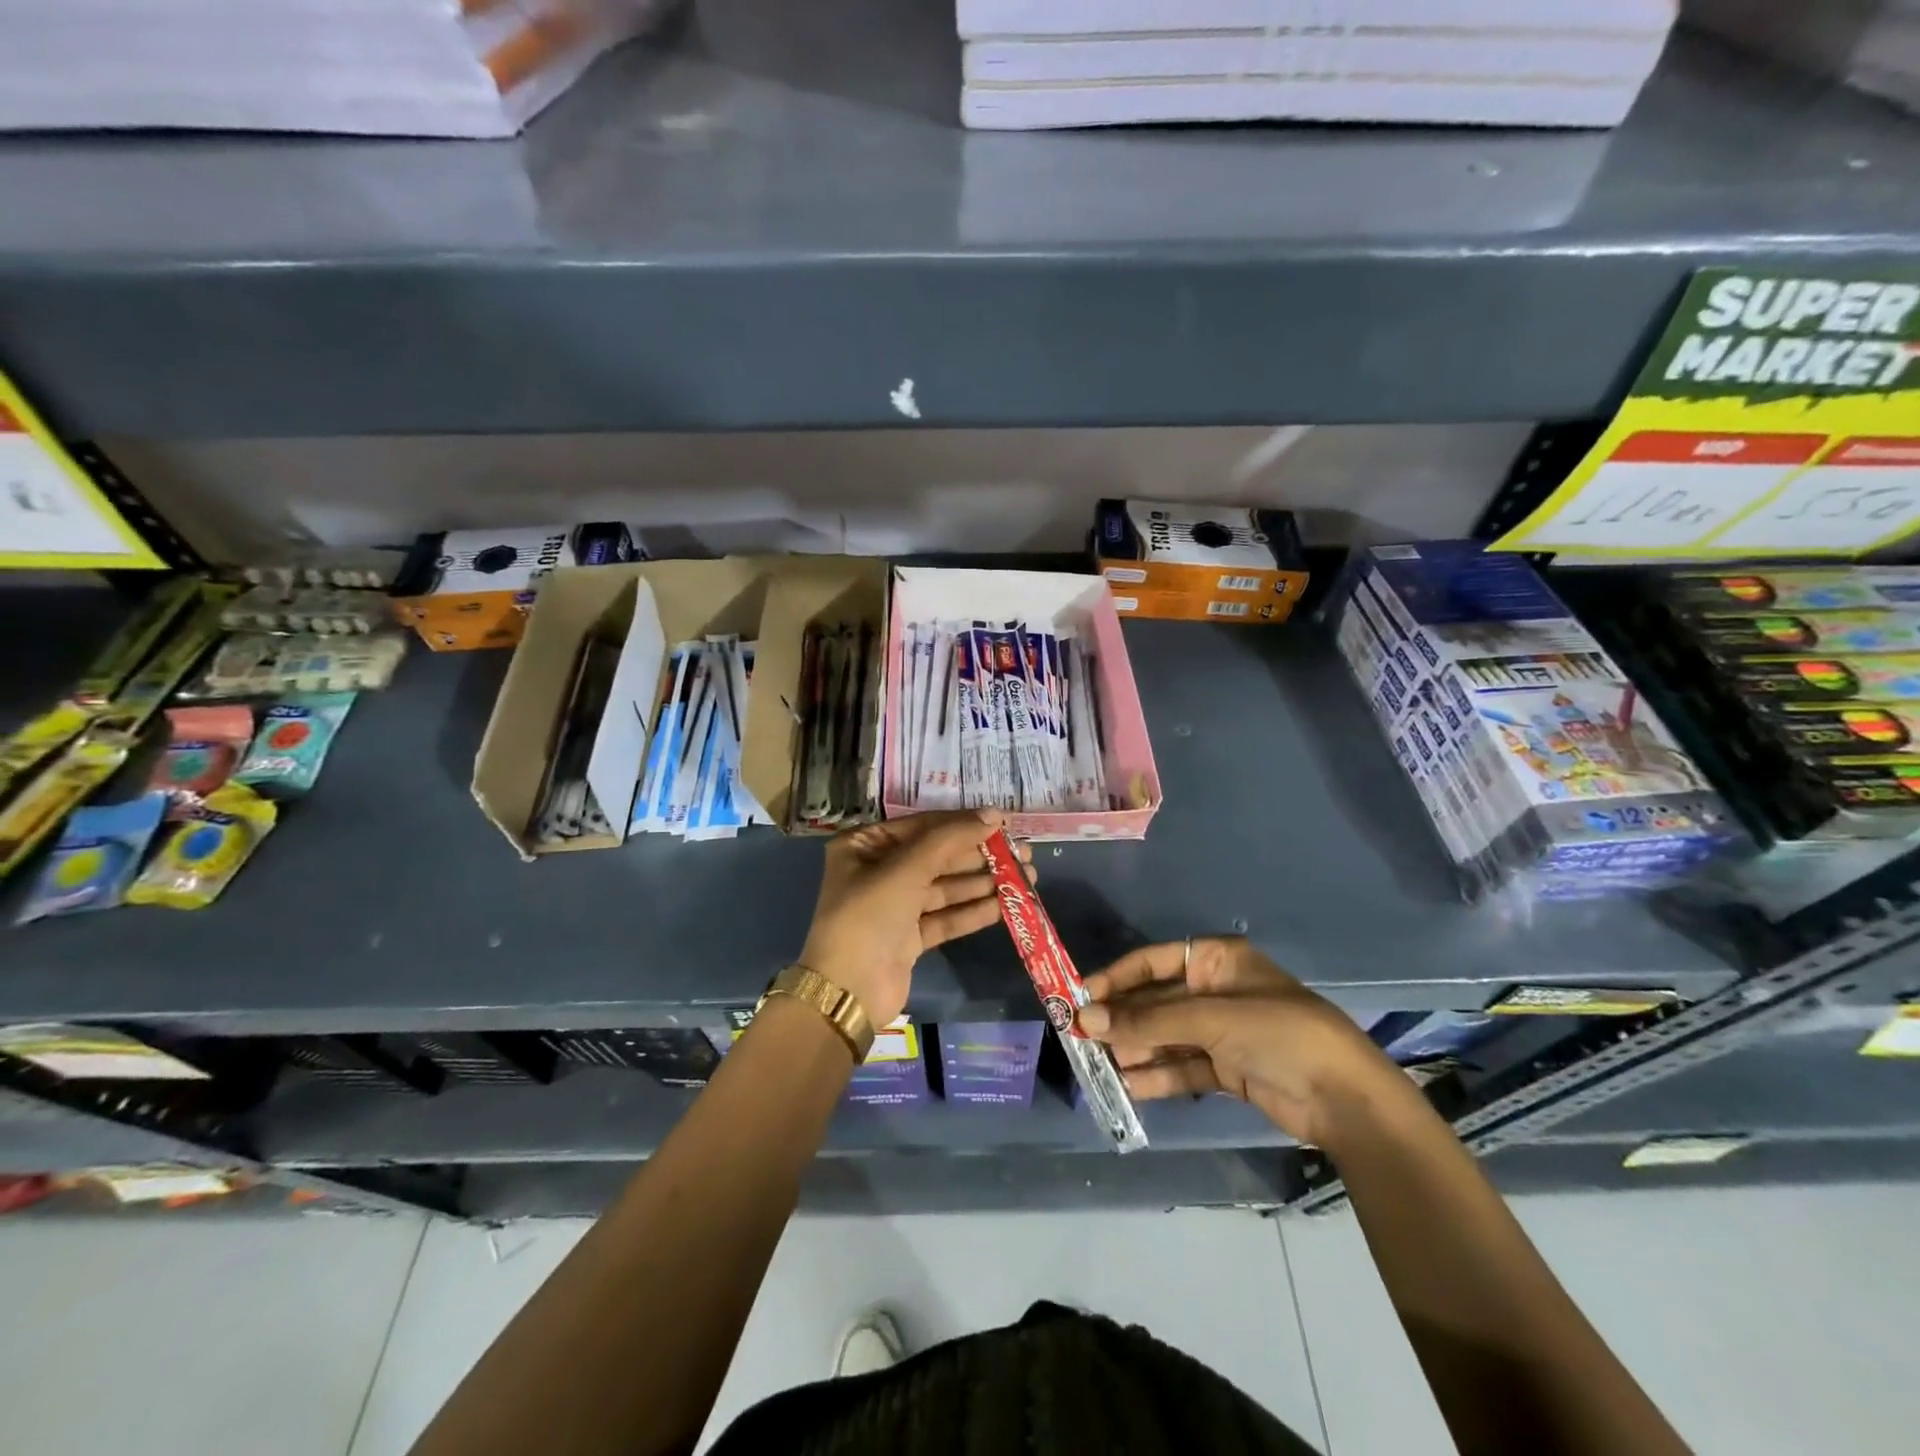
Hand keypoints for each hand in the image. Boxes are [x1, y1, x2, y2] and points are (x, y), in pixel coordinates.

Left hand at [798, 809, 1028, 1028]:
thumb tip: (994, 815)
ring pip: (945, 887)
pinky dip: (973, 911)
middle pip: (937, 856)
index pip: (922, 826)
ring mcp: (894, 906)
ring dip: (983, 882)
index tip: (1003, 823)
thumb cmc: (869, 916)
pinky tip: (1005, 905)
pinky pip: (945, 916)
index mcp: (864, 846)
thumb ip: (951, 839)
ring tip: (1026, 877)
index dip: (963, 823)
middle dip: (979, 856)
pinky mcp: (909, 937)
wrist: (847, 992)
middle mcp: (878, 871)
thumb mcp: (906, 869)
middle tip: (1023, 853)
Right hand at [1077, 937, 1401, 1146]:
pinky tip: (1129, 1086)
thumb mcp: (1210, 1019)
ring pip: (1165, 1037)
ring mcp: (1221, 1031)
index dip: (1116, 978)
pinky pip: (1182, 1068)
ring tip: (1099, 1065)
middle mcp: (1214, 991)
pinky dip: (1157, 1076)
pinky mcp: (1227, 1068)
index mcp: (1216, 961)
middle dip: (1122, 1020)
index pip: (1153, 961)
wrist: (1345, 1099)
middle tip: (1082, 1037)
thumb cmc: (1278, 1033)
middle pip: (1156, 1001)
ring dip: (1135, 1050)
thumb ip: (1147, 1022)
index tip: (1081, 997)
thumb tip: (1086, 1021)